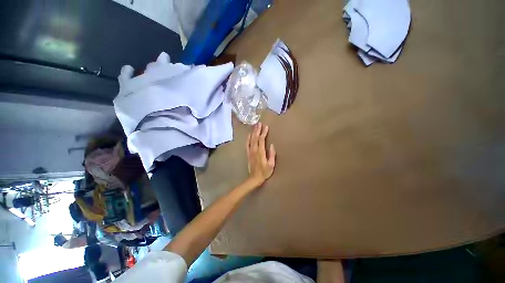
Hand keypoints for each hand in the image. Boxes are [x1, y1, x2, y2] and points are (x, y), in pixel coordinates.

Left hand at [246, 122, 275, 186]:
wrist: (254, 178)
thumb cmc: (264, 172)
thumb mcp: (271, 165)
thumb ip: (272, 154)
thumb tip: (272, 145)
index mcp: (261, 152)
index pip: (262, 139)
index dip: (264, 132)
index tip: (266, 127)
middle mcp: (255, 150)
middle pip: (255, 137)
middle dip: (257, 130)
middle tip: (259, 123)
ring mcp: (250, 151)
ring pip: (251, 139)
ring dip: (253, 132)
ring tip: (255, 126)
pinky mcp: (248, 154)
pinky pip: (247, 144)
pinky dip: (248, 139)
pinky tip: (249, 134)